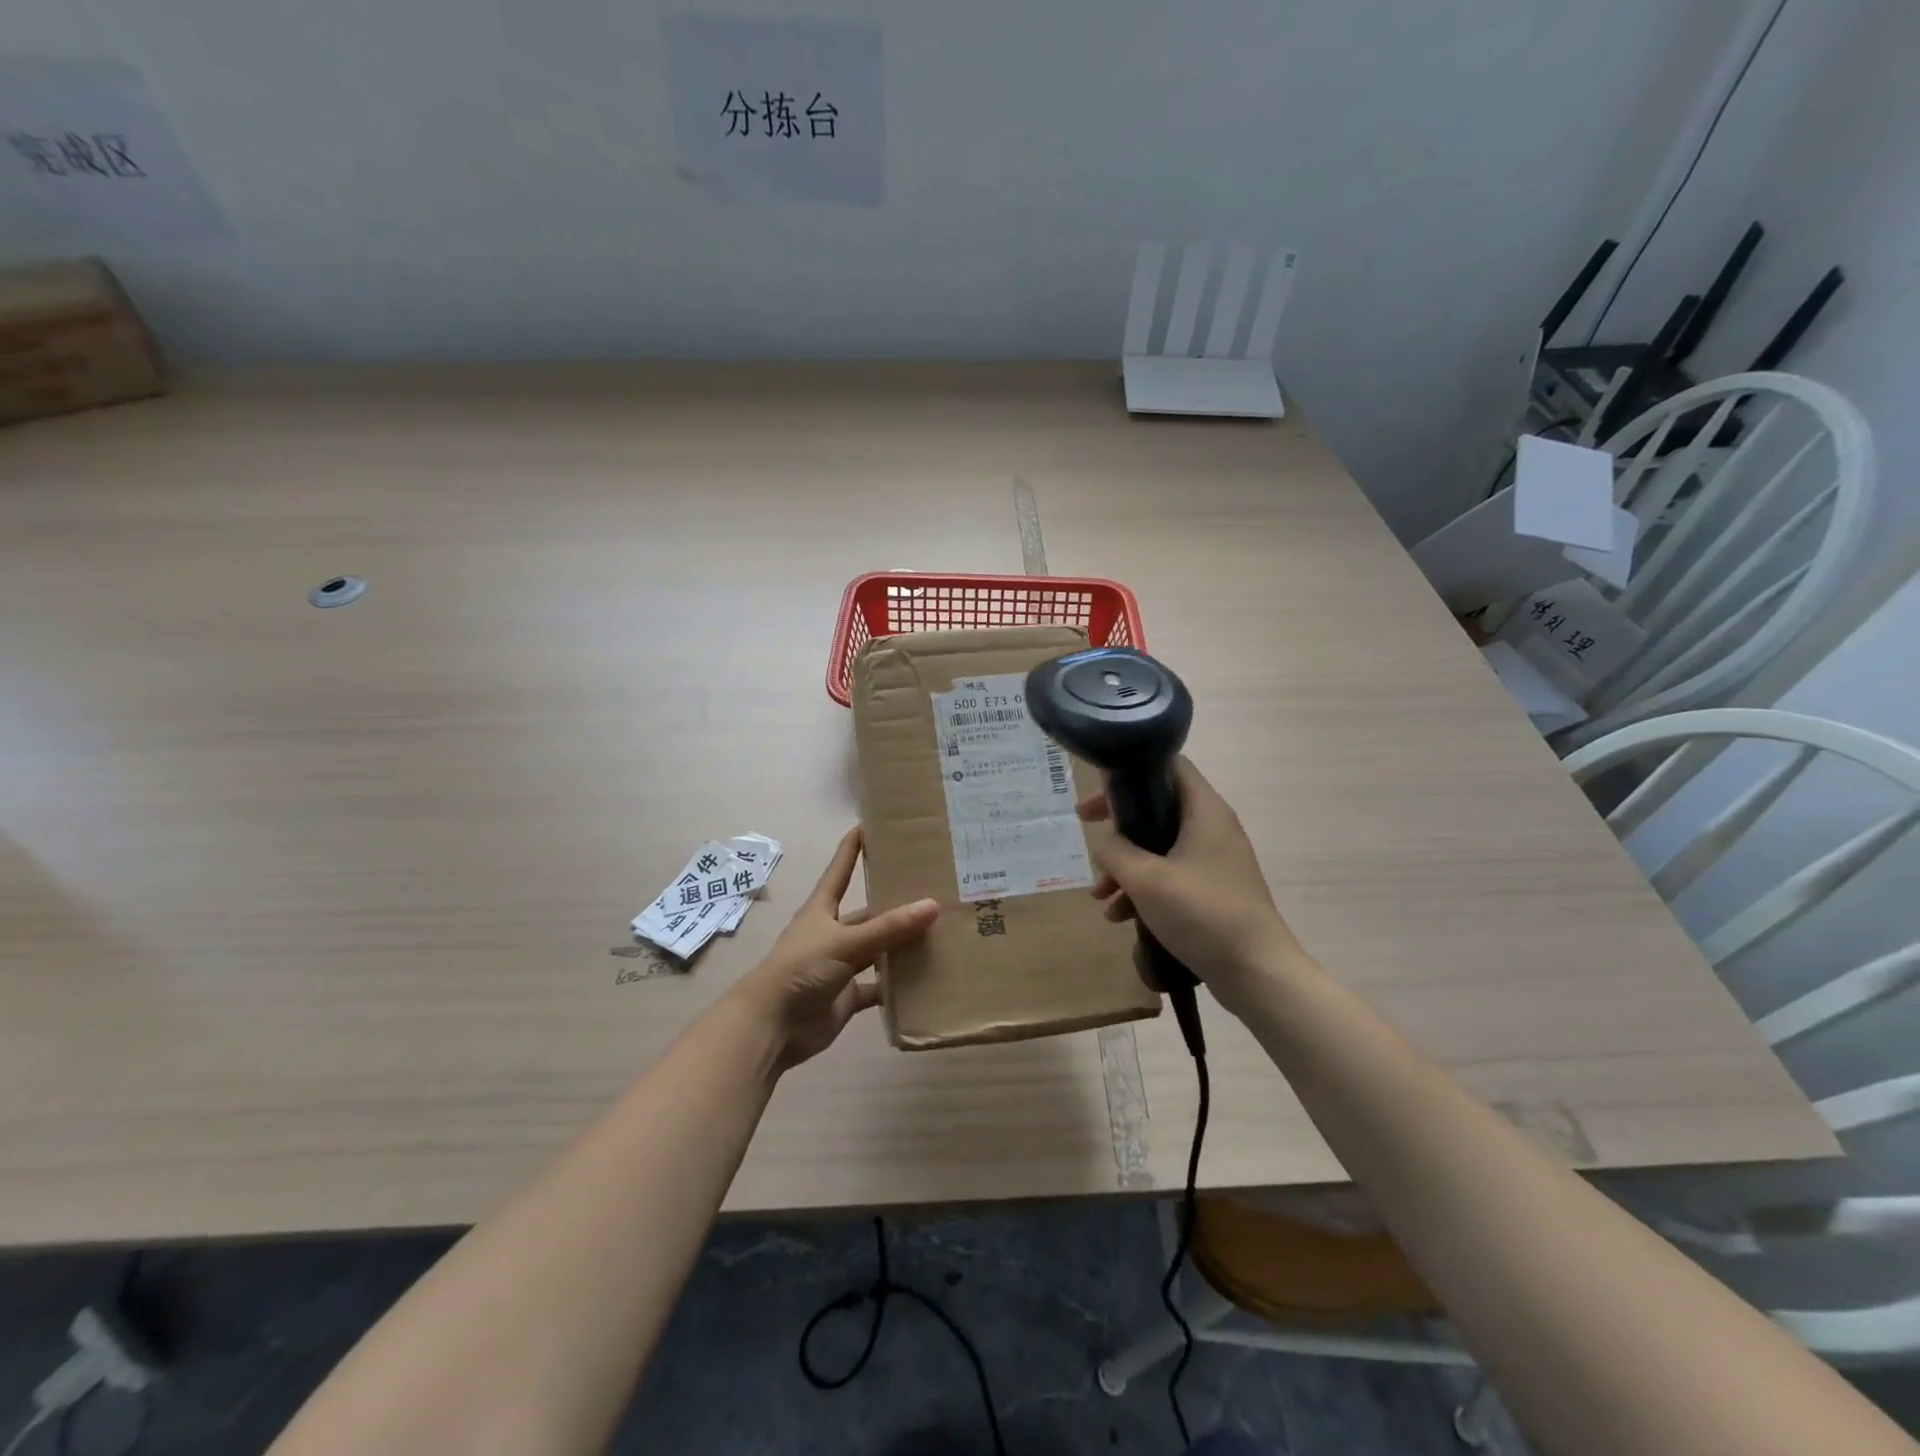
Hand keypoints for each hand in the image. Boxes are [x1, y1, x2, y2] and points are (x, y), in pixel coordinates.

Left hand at [729, 827, 938, 1071]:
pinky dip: (898, 985)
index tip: (870, 824)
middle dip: (894, 903)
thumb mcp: (845, 943)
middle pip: (868, 912)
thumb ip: (888, 928)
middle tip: (932, 887)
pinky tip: (926, 978)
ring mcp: (841, 965)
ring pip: (878, 949)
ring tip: (940, 931)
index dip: (853, 848)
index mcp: (823, 909)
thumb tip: (932, 905)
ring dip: (901, 944)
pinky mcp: (848, 995)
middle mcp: (833, 932)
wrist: (772, 1026)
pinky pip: (879, 986)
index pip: (840, 870)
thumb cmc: (801, 970)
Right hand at [1078, 757, 1303, 1013]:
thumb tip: (1105, 841)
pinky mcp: (1213, 889)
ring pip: (1159, 847)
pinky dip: (1144, 889)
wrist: (1257, 972)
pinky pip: (1171, 875)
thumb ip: (1115, 851)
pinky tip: (1120, 917)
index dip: (1130, 773)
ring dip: (1126, 866)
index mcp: (1204, 811)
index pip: (1169, 765)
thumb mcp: (1146, 879)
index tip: (1099, 794)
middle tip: (1086, 831)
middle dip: (1119, 826)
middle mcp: (1212, 827)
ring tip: (1100, 895)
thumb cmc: (1202, 914)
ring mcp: (1215, 860)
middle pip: (1157, 808)